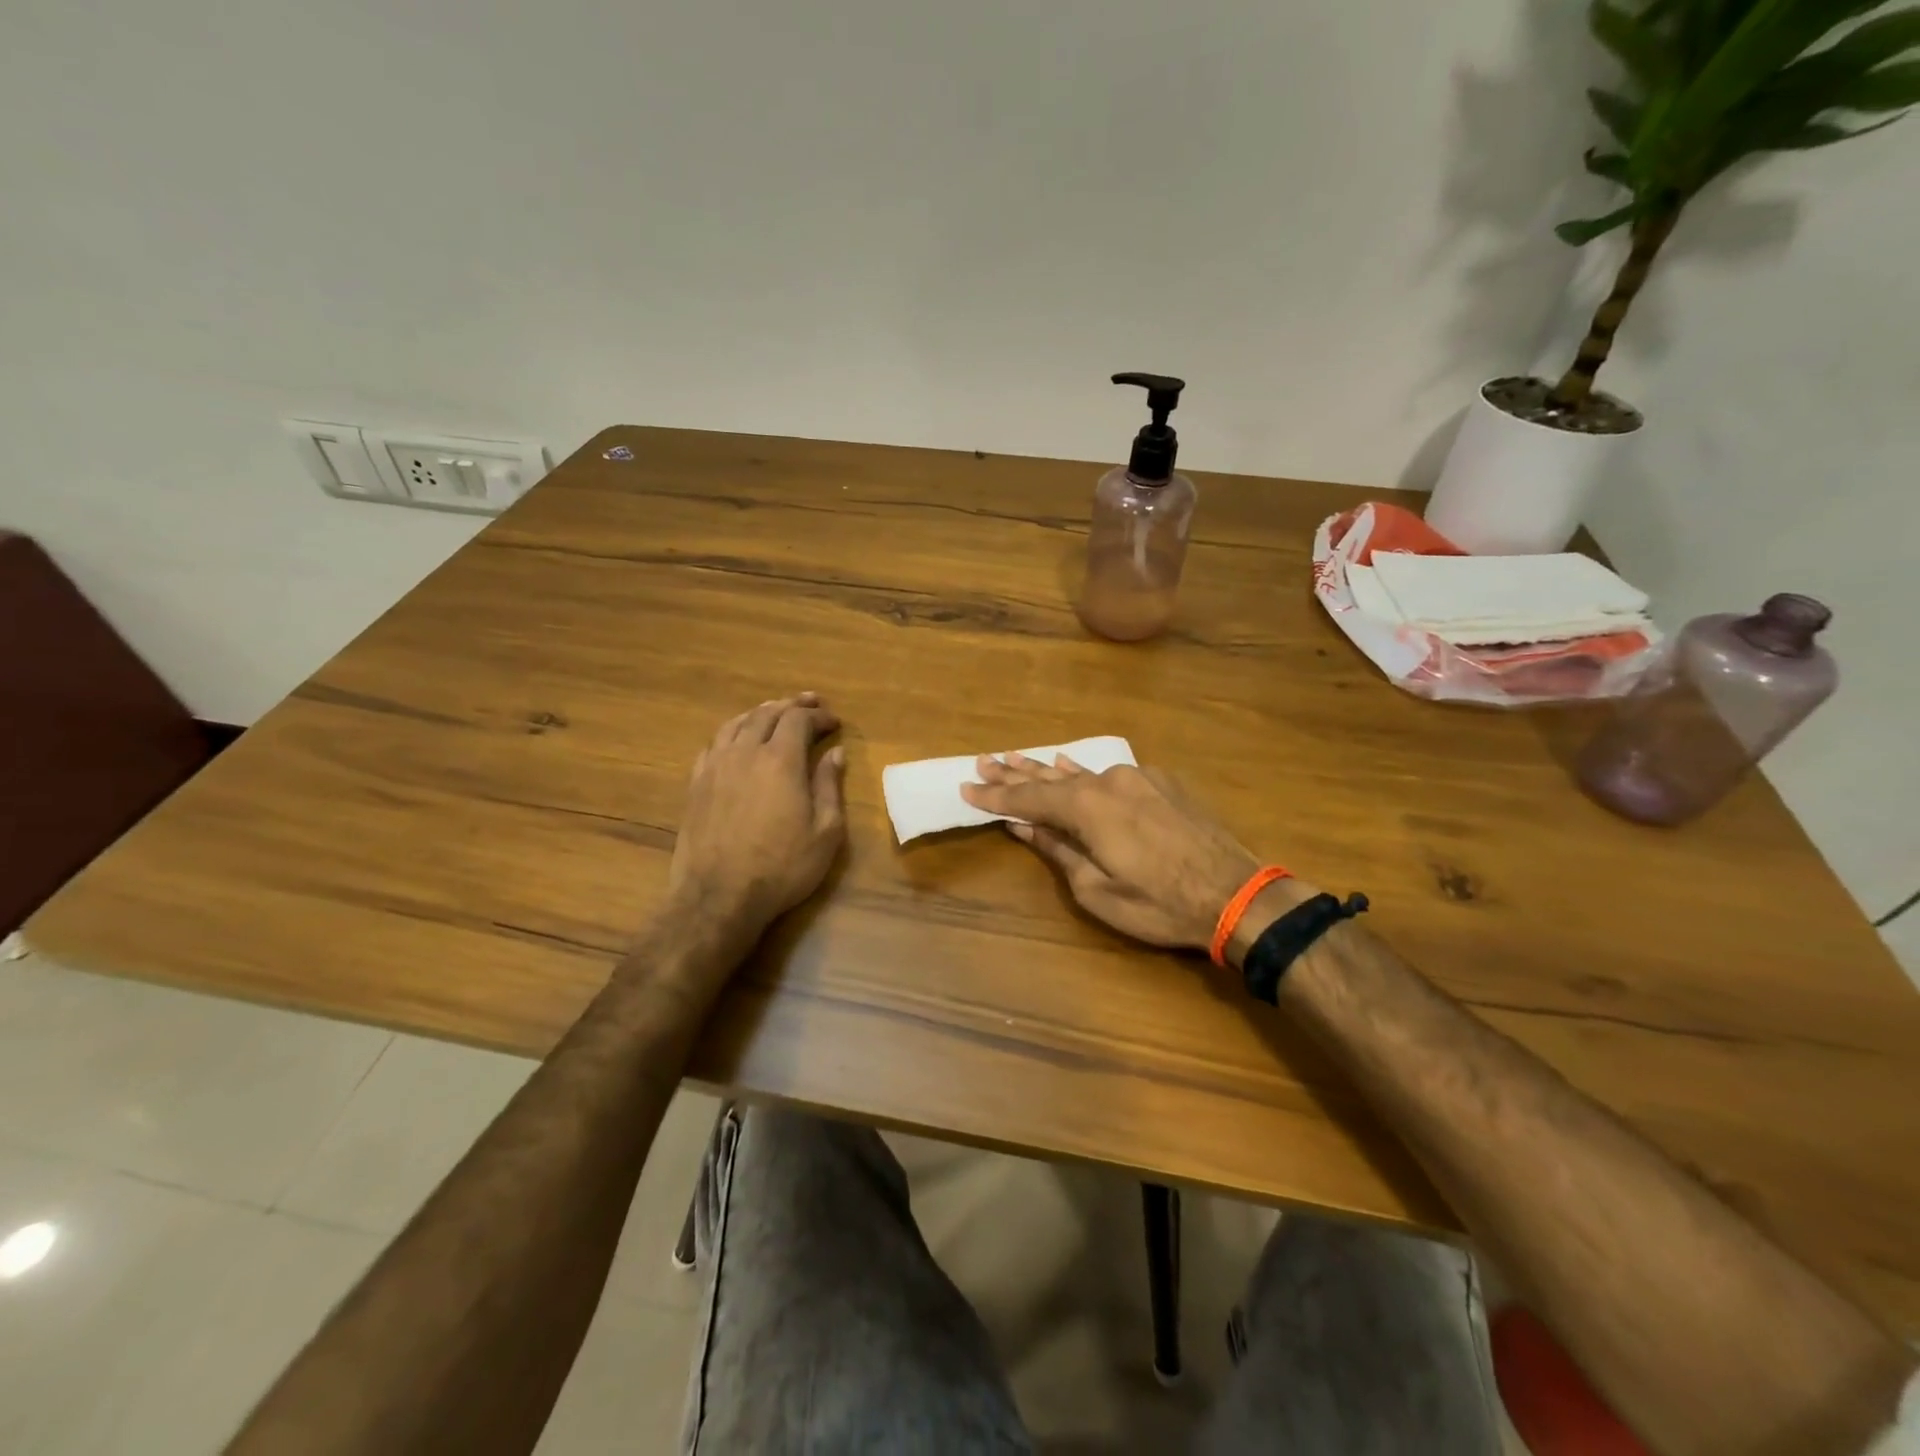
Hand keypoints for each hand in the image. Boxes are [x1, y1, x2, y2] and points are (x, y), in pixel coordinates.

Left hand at [665, 693, 846, 952]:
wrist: (718, 896)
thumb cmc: (782, 867)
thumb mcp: (825, 832)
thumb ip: (829, 786)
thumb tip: (835, 753)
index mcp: (780, 760)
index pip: (798, 720)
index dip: (818, 715)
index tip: (834, 721)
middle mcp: (745, 752)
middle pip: (767, 714)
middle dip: (791, 705)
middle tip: (810, 702)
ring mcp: (715, 766)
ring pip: (737, 723)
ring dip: (760, 712)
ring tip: (774, 711)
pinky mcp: (696, 784)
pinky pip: (714, 744)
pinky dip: (732, 732)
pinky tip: (737, 739)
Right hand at [962, 753, 1303, 952]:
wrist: (1236, 894)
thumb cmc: (1159, 904)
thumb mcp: (1097, 890)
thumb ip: (1058, 851)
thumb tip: (1024, 827)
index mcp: (1088, 808)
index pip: (1029, 798)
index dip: (996, 796)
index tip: (966, 787)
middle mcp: (1108, 781)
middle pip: (1050, 776)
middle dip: (1015, 772)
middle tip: (984, 761)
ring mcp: (1138, 777)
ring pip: (1082, 772)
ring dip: (1047, 769)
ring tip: (1017, 758)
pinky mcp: (1162, 783)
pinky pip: (1112, 774)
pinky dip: (1085, 773)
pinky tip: (1071, 766)